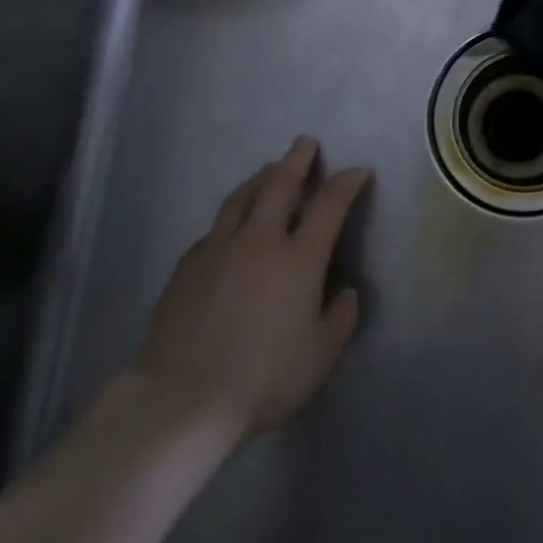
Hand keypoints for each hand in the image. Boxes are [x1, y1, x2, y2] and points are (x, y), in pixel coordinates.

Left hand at [133, 137, 366, 439]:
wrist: (182, 400)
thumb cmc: (264, 378)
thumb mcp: (321, 354)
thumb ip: (340, 317)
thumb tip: (343, 292)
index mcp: (299, 257)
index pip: (330, 204)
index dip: (348, 182)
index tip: (359, 171)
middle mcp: (259, 241)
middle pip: (279, 185)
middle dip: (297, 160)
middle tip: (306, 143)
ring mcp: (218, 250)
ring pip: (241, 198)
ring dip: (260, 177)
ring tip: (270, 169)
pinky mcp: (186, 268)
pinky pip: (214, 229)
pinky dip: (231, 217)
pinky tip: (230, 225)